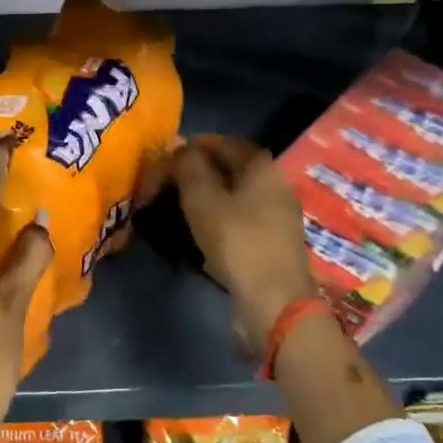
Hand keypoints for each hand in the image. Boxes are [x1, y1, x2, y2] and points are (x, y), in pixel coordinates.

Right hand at [173, 135, 317, 337]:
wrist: (275, 301)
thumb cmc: (236, 240)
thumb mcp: (201, 198)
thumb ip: (188, 166)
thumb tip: (179, 146)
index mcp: (261, 165)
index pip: (221, 142)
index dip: (189, 147)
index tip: (164, 162)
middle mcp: (275, 182)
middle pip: (230, 166)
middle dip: (197, 171)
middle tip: (167, 185)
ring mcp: (278, 212)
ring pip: (235, 191)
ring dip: (207, 194)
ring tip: (178, 207)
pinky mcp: (275, 238)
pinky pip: (242, 214)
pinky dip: (220, 214)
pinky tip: (202, 228)